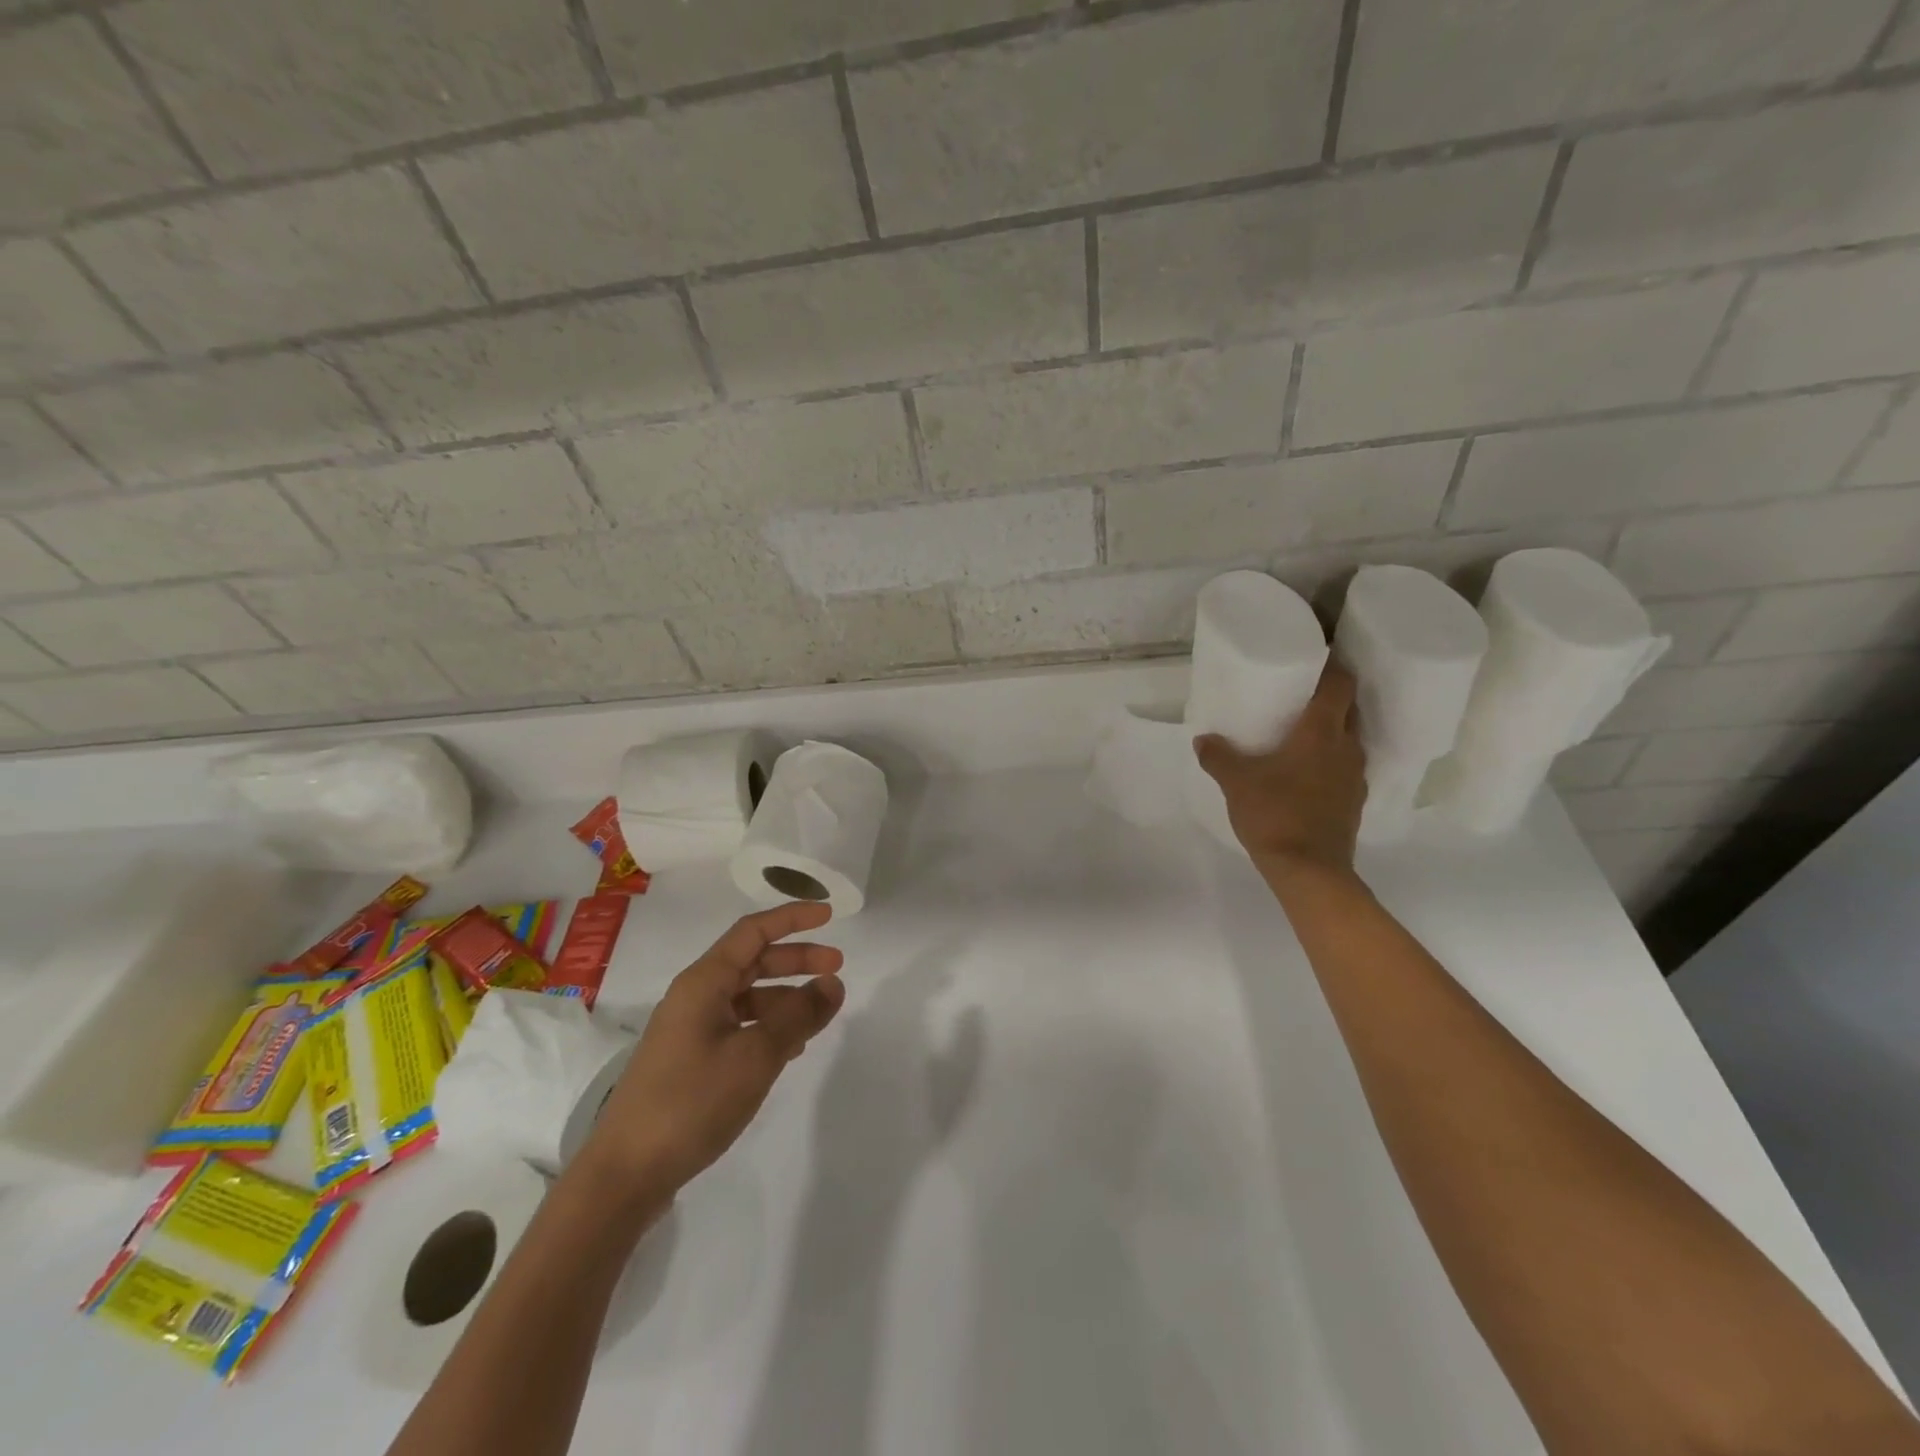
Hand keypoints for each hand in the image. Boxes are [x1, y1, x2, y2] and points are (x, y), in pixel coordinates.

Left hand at [582, 902, 845, 1207]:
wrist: (625, 1173)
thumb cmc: (692, 1102)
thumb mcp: (756, 1056)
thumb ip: (798, 1015)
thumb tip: (833, 983)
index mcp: (704, 982)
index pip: (753, 931)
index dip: (792, 918)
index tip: (829, 916)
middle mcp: (694, 996)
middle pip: (752, 961)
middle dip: (796, 959)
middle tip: (837, 967)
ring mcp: (689, 1029)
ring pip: (747, 996)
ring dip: (785, 997)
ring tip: (819, 1016)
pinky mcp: (689, 1060)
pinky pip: (738, 1026)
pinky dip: (768, 1026)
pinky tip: (789, 1049)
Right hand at [1195, 661, 1366, 880]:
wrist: (1309, 870)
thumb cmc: (1275, 813)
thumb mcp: (1236, 782)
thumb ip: (1218, 756)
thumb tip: (1203, 740)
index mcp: (1321, 732)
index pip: (1340, 685)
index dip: (1333, 667)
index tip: (1318, 657)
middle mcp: (1347, 748)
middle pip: (1350, 709)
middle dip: (1331, 698)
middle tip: (1302, 694)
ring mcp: (1355, 777)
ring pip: (1349, 740)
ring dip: (1333, 731)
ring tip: (1303, 732)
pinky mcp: (1354, 801)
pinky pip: (1345, 767)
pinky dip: (1331, 760)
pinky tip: (1307, 772)